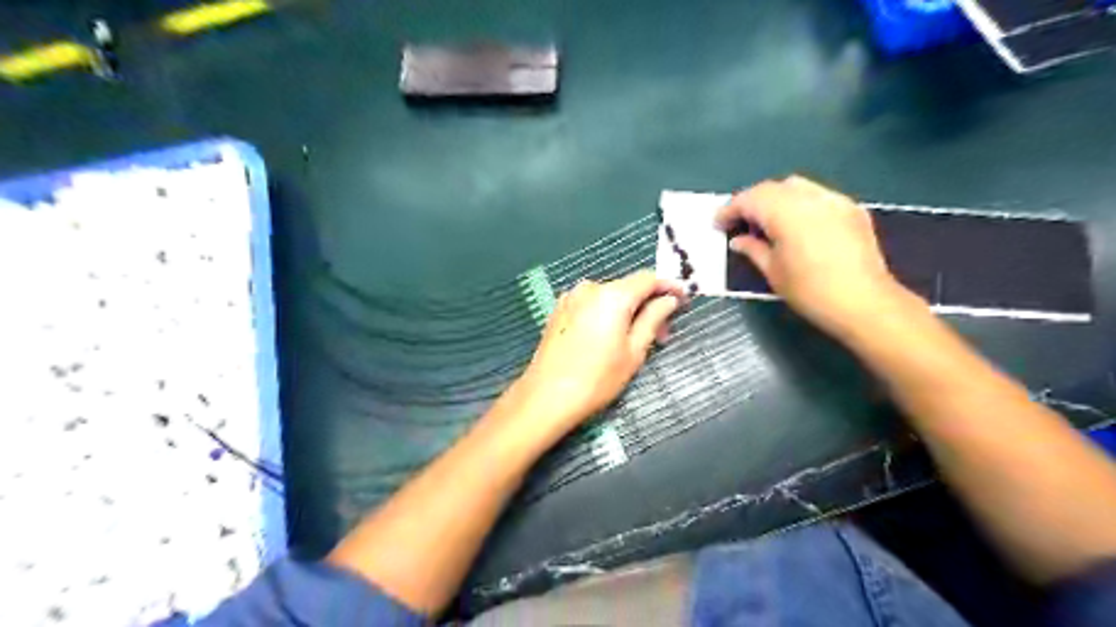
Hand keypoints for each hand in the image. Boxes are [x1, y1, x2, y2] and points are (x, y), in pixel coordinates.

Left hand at [505, 272, 678, 442]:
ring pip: (609, 297)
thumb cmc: (597, 378)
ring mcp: (570, 297)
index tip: (683, 300)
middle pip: (628, 288)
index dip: (668, 287)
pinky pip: (591, 304)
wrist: (546, 396)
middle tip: (661, 335)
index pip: (647, 279)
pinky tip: (608, 338)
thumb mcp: (634, 351)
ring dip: (626, 311)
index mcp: (612, 295)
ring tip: (633, 340)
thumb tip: (669, 300)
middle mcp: (590, 288)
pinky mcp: (559, 310)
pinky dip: (606, 314)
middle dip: (647, 306)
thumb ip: (653, 319)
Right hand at [716, 173, 913, 340]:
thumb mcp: (773, 272)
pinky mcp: (851, 208)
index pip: (750, 199)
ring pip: (796, 186)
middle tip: (739, 222)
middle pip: (772, 188)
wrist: (864, 303)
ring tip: (767, 222)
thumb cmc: (810, 291)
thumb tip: (738, 240)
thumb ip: (753, 249)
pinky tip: (796, 224)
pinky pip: (817, 195)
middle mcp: (810, 198)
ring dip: (775, 199)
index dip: (730, 209)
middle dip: (752, 201)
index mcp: (786, 212)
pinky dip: (799, 203)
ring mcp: (834, 200)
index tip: (718, 224)